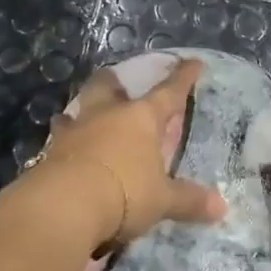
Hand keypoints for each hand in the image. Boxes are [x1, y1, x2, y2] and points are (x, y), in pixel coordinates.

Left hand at [17, 57, 226, 250]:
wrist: (64, 205)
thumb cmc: (124, 192)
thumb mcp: (161, 200)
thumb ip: (188, 201)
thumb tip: (221, 207)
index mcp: (141, 118)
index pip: (168, 92)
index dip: (183, 78)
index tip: (192, 62)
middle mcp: (107, 115)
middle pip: (108, 86)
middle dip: (113, 81)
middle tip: (116, 81)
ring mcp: (75, 131)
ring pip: (76, 109)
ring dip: (80, 111)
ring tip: (81, 116)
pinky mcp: (50, 152)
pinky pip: (57, 139)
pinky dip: (62, 141)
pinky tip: (61, 150)